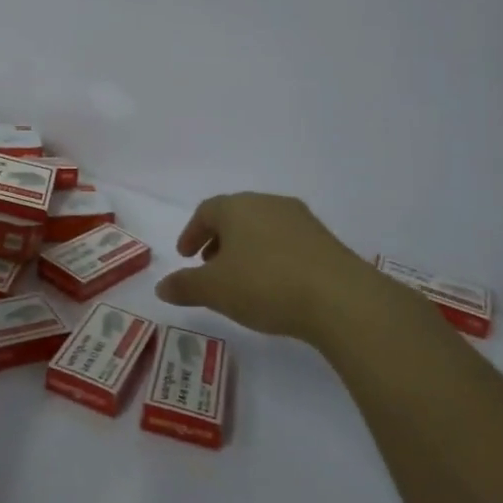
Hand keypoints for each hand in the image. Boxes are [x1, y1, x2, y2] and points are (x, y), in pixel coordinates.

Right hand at [155, 192, 381, 343]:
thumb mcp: (215, 290)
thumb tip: (161, 286)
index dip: (191, 232)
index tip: (185, 255)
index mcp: (237, 207)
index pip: (206, 211)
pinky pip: (287, 242)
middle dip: (218, 239)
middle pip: (235, 216)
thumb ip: (185, 286)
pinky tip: (274, 284)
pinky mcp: (325, 240)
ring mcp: (301, 220)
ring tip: (241, 278)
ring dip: (246, 248)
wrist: (340, 299)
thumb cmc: (265, 284)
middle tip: (209, 265)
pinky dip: (272, 256)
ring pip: (262, 227)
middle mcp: (268, 203)